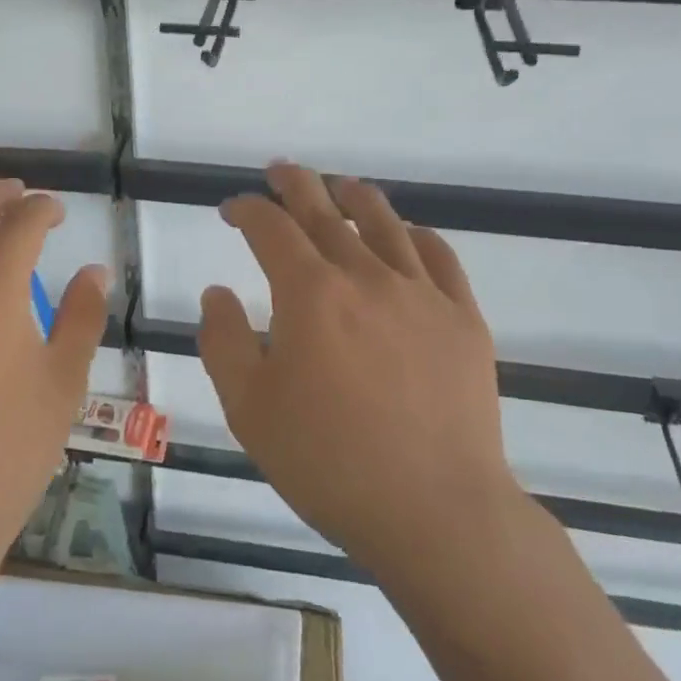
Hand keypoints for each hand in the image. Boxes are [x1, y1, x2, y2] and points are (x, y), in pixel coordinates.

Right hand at [197, 164, 520, 588]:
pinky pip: (440, 258)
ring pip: (386, 224)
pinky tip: (407, 235)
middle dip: (297, 184)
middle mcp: (366, 277)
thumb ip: (223, 341)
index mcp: (310, 294)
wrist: (433, 510)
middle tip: (281, 171)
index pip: (271, 228)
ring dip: (356, 197)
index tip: (232, 209)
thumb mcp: (248, 408)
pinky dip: (417, 236)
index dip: (247, 209)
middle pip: (326, 212)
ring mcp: (421, 294)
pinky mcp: (463, 319)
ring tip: (340, 187)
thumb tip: (217, 292)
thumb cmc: (327, 461)